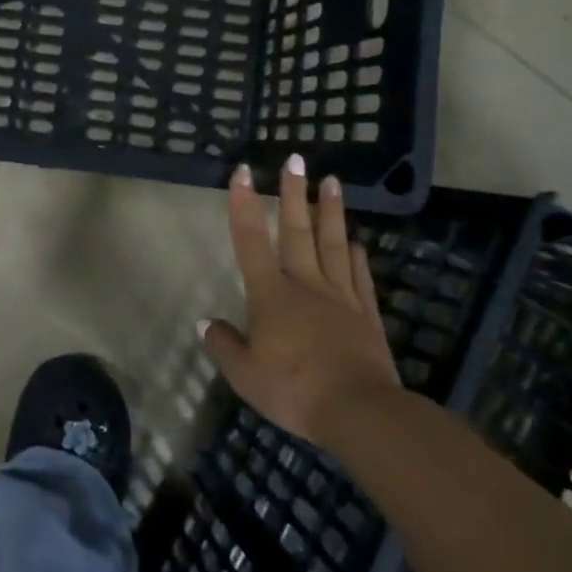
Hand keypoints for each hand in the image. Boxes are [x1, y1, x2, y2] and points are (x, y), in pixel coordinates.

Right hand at [199, 158, 401, 445]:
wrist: (359, 412)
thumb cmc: (295, 390)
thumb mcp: (245, 375)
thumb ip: (224, 345)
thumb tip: (205, 323)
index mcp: (271, 295)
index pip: (251, 241)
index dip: (243, 204)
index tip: (242, 172)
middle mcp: (305, 285)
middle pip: (297, 231)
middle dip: (293, 193)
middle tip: (295, 159)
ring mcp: (340, 297)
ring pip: (333, 244)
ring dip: (330, 211)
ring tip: (332, 181)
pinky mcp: (366, 315)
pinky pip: (359, 276)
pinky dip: (356, 255)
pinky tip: (356, 240)